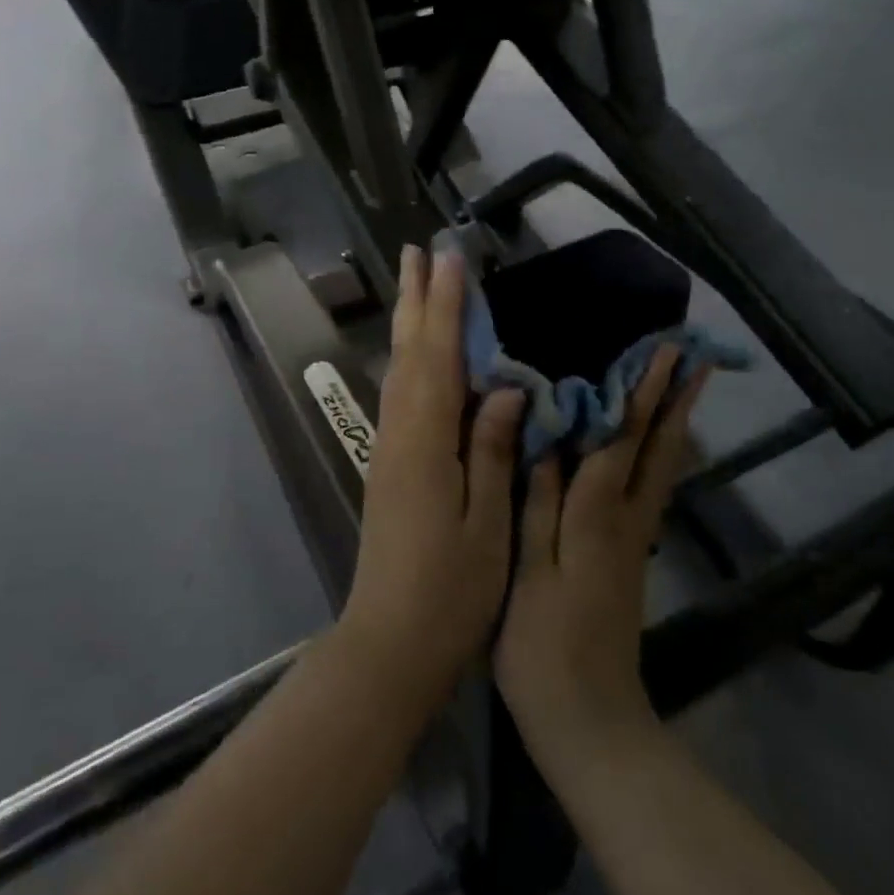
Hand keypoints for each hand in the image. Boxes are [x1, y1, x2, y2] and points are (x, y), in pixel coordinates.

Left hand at [339, 244, 522, 714]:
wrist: (391, 642)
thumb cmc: (451, 593)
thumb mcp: (487, 525)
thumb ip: (491, 451)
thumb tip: (503, 387)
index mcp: (426, 443)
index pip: (438, 357)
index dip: (446, 306)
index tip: (450, 258)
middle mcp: (400, 434)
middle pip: (408, 353)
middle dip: (415, 300)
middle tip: (416, 252)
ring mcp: (390, 449)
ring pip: (399, 370)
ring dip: (408, 323)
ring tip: (414, 285)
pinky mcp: (390, 466)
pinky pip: (402, 395)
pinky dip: (410, 360)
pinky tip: (418, 355)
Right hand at [494, 347, 708, 767]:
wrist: (589, 722)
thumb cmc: (543, 646)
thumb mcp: (529, 572)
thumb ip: (538, 502)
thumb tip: (547, 438)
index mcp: (598, 517)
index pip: (622, 440)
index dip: (641, 393)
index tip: (663, 350)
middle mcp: (625, 520)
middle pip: (657, 449)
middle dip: (673, 399)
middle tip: (692, 356)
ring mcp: (632, 540)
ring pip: (660, 468)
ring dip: (672, 422)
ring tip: (683, 387)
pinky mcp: (628, 558)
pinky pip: (648, 488)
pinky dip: (656, 455)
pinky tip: (649, 447)